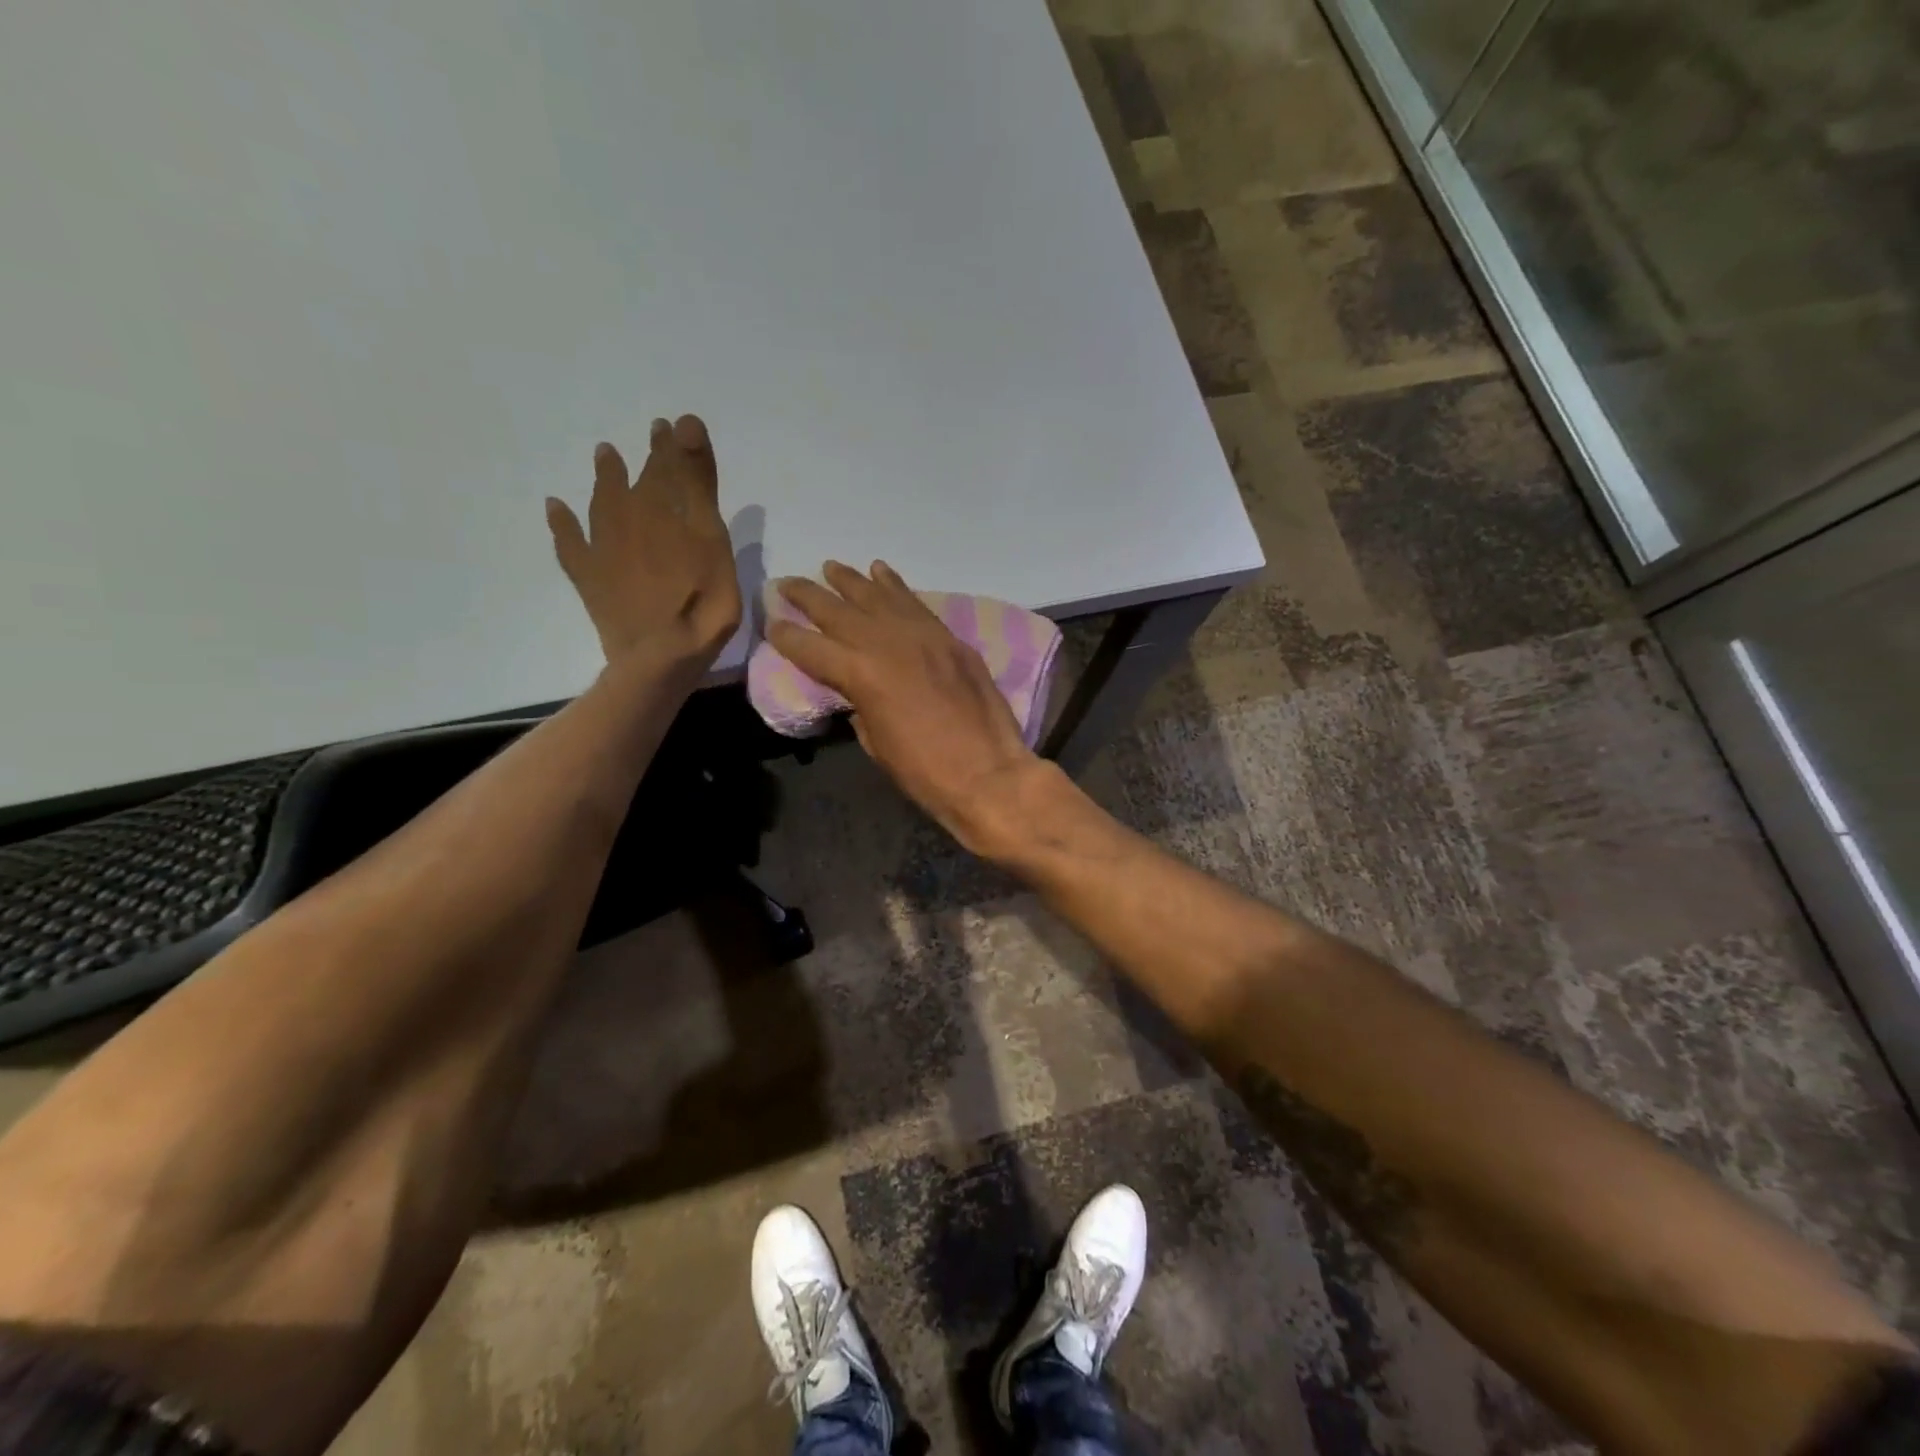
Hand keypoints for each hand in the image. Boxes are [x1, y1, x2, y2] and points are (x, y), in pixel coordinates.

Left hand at [546, 415, 740, 670]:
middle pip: (638, 482)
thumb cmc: (700, 601)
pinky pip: (569, 543)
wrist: (659, 655)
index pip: (668, 467)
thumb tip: (683, 421)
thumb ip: (697, 483)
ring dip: (606, 478)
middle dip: (648, 459)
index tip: (674, 426)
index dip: (672, 446)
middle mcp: (626, 518)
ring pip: (602, 502)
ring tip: (605, 455)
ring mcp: (602, 548)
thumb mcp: (711, 539)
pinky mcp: (589, 577)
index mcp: (660, 508)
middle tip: (653, 436)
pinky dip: (562, 523)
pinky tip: (555, 508)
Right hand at [769, 562, 1046, 845]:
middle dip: (808, 596)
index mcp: (861, 674)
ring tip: (830, 567)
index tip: (772, 622)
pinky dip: (895, 585)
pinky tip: (880, 571)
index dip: (788, 637)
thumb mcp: (877, 744)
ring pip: (878, 597)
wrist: (989, 773)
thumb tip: (855, 691)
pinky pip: (915, 603)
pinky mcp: (949, 638)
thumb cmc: (925, 773)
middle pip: (839, 611)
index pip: (813, 648)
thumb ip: (860, 707)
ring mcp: (922, 635)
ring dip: (850, 580)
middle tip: (787, 583)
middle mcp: (888, 643)